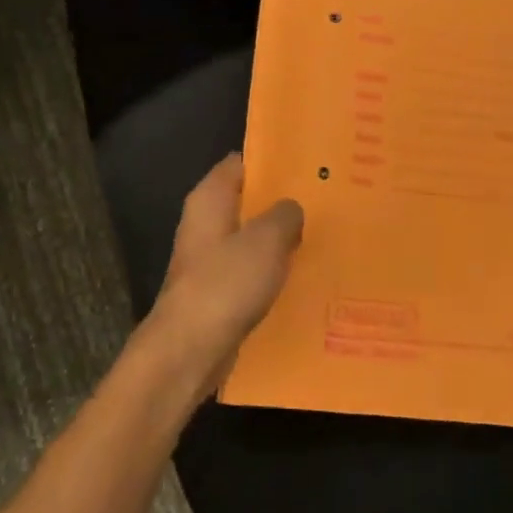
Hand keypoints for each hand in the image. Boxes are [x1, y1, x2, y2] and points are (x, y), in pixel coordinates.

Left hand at [145, 154, 303, 392]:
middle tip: (323, 201)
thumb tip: (291, 209)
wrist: (189, 350)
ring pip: (250, 238)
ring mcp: (208, 258)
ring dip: (279, 240)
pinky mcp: (216, 290)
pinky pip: (249, 270)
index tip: (306, 166)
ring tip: (321, 236)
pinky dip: (271, 271)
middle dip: (281, 202)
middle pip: (247, 201)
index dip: (272, 162)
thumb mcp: (266, 240)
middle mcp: (204, 222)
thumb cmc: (226, 283)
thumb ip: (284, 215)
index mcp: (210, 198)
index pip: (241, 163)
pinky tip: (302, 276)